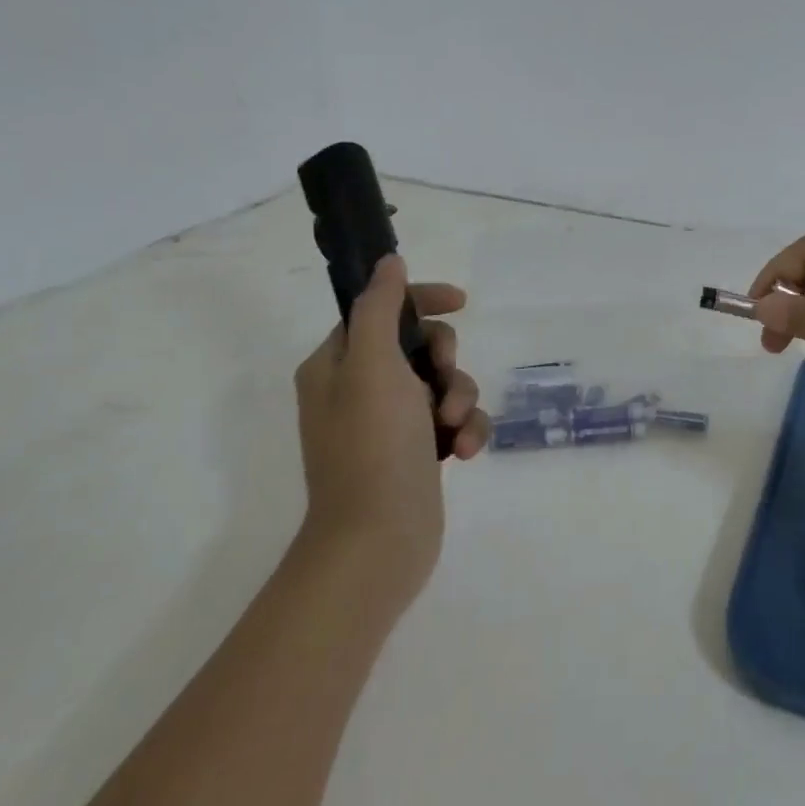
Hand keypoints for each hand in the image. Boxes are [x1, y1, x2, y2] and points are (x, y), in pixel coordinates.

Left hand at [292, 256, 489, 605]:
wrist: (377, 542)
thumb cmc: (372, 446)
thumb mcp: (373, 365)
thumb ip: (380, 308)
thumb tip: (388, 262)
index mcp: (337, 365)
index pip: (381, 310)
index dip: (422, 300)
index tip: (460, 301)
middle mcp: (361, 390)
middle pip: (422, 346)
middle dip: (447, 360)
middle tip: (444, 381)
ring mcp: (391, 424)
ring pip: (445, 384)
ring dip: (461, 399)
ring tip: (454, 429)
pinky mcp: (418, 452)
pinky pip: (455, 420)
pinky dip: (466, 430)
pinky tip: (465, 452)